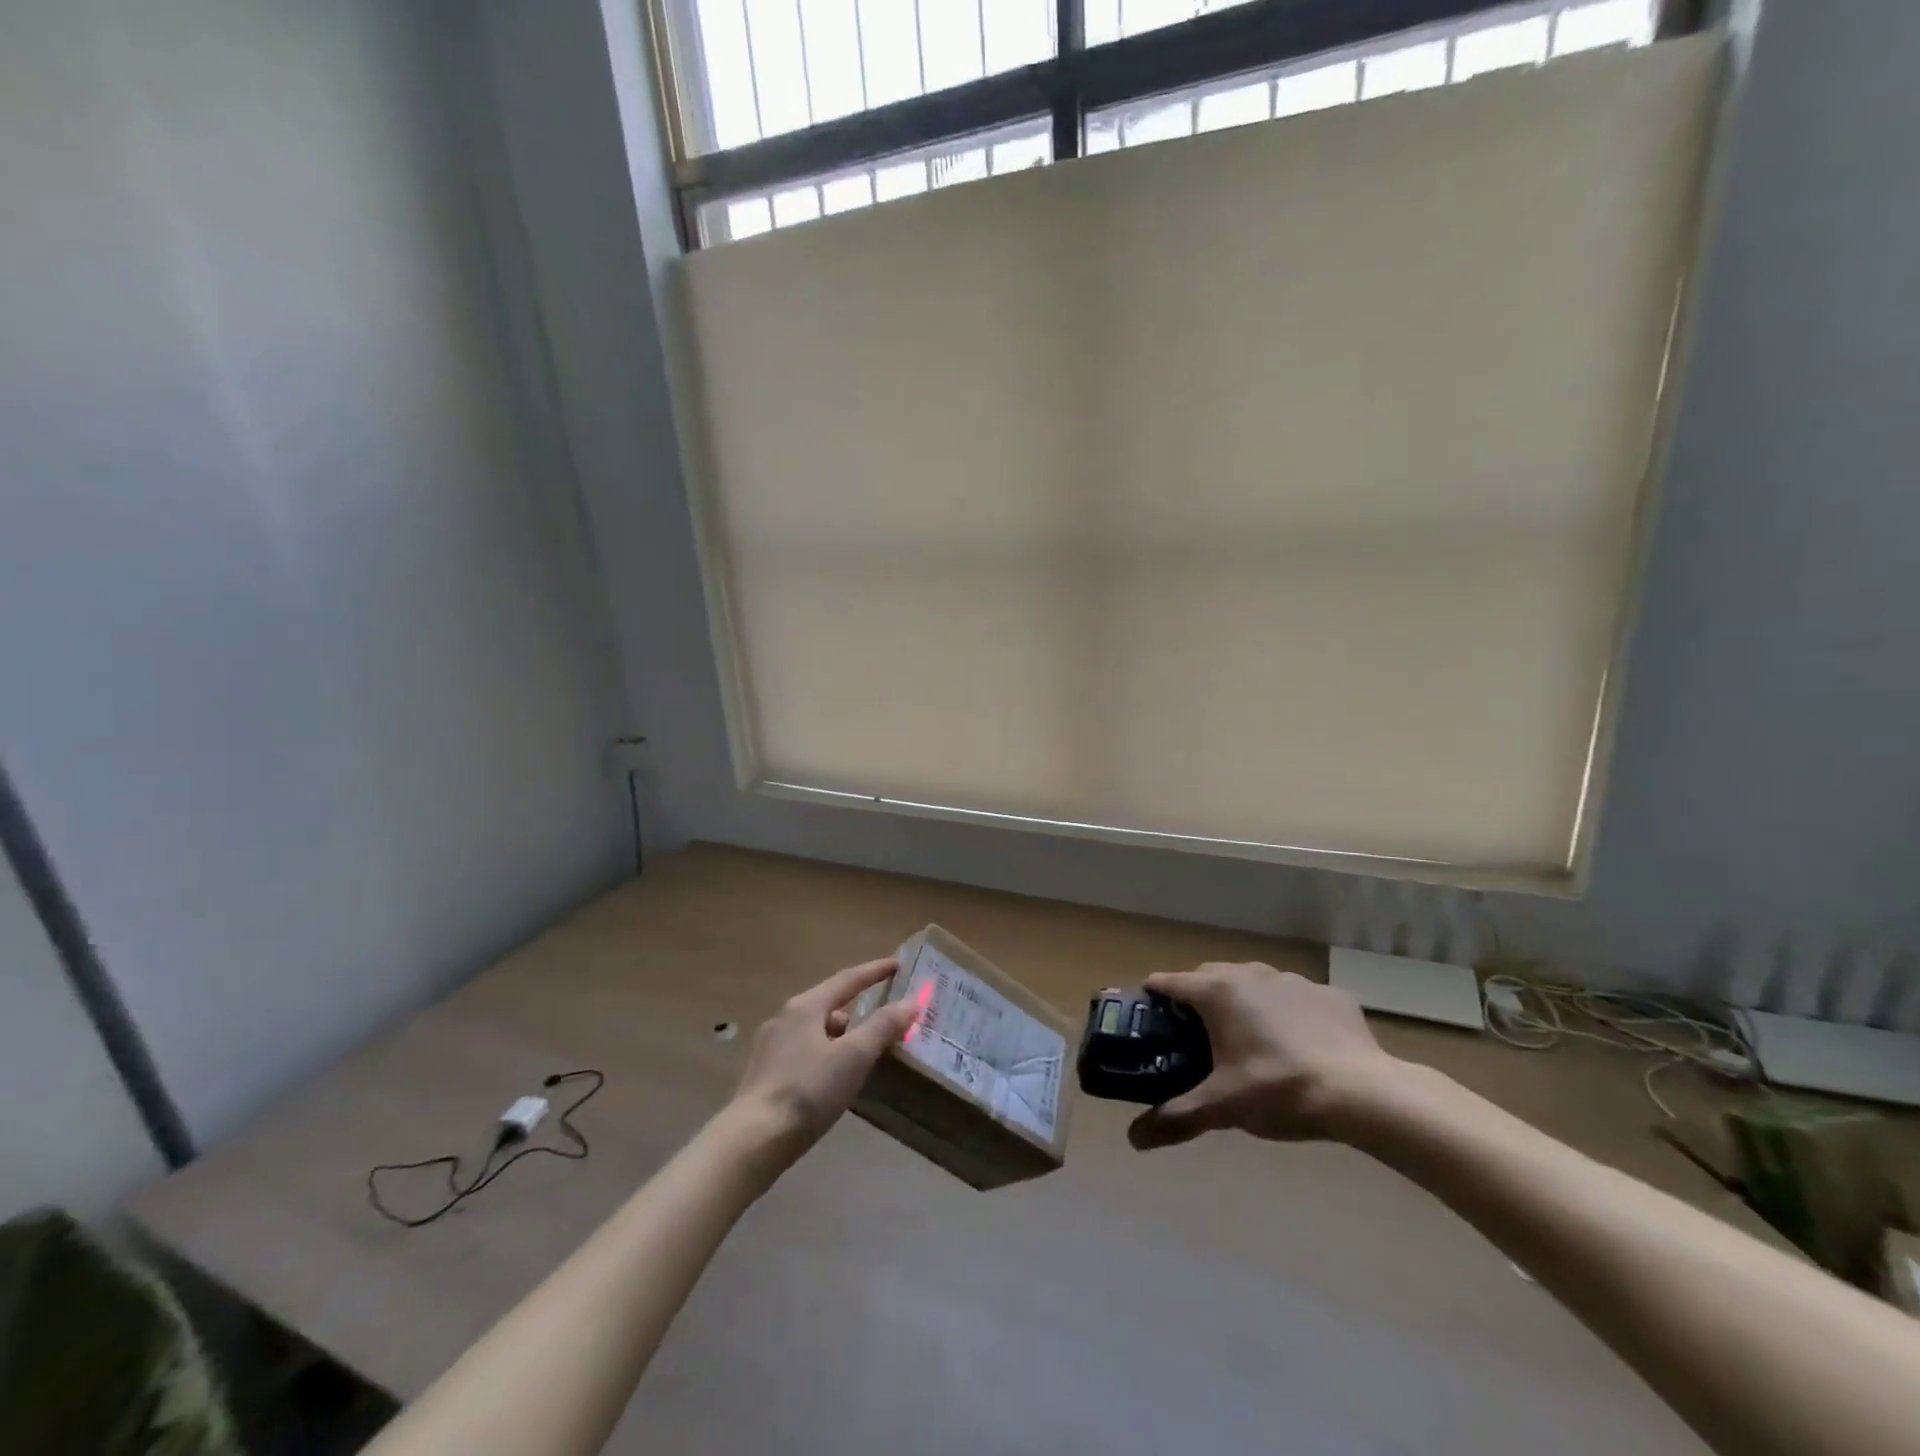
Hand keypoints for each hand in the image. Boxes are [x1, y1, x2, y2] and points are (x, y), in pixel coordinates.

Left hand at [731, 957, 919, 1157]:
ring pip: (816, 1030)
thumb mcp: (854, 1057)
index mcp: (806, 1007)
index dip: (875, 971)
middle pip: (829, 1003)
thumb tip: (912, 1000)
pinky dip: (826, 1054)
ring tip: (864, 1051)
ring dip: (842, 1034)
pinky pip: (805, 1052)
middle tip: (884, 1015)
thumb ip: (883, 1026)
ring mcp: (771, 1047)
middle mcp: (785, 1019)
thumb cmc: (808, 1091)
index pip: (848, 979)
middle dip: (858, 1006)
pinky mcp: (766, 1075)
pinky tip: (834, 1077)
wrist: (752, 1141)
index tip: (898, 964)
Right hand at [1128, 962, 1398, 1150]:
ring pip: (1254, 981)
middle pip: (1210, 974)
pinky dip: (1288, 1012)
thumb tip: (1134, 1139)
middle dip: (1197, 996)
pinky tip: (1298, 1043)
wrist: (1364, 1093)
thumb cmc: (1279, 1091)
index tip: (1146, 1014)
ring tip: (1248, 1037)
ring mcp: (1293, 981)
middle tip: (1194, 1033)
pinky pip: (1297, 997)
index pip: (1170, 982)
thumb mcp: (1222, 1108)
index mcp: (1218, 993)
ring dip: (1243, 1000)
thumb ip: (1176, 1118)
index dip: (1153, 995)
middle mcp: (1251, 975)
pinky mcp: (1330, 995)